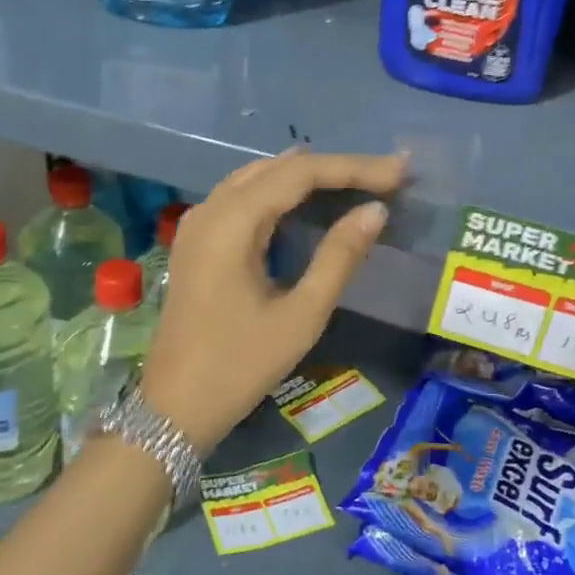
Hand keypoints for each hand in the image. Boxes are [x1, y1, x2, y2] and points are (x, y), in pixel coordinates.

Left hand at [140, 149, 408, 454]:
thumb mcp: (301, 315)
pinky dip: (280, 192)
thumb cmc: (241, 365)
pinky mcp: (196, 241)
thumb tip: (374, 211)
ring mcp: (198, 224)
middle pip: (279, 168)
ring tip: (356, 181)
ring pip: (258, 177)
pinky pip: (242, 196)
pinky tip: (305, 201)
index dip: (353, 168)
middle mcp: (211, 210)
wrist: (175, 407)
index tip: (399, 172)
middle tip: (386, 176)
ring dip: (307, 176)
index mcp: (232, 223)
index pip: (300, 173)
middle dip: (334, 168)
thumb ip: (339, 257)